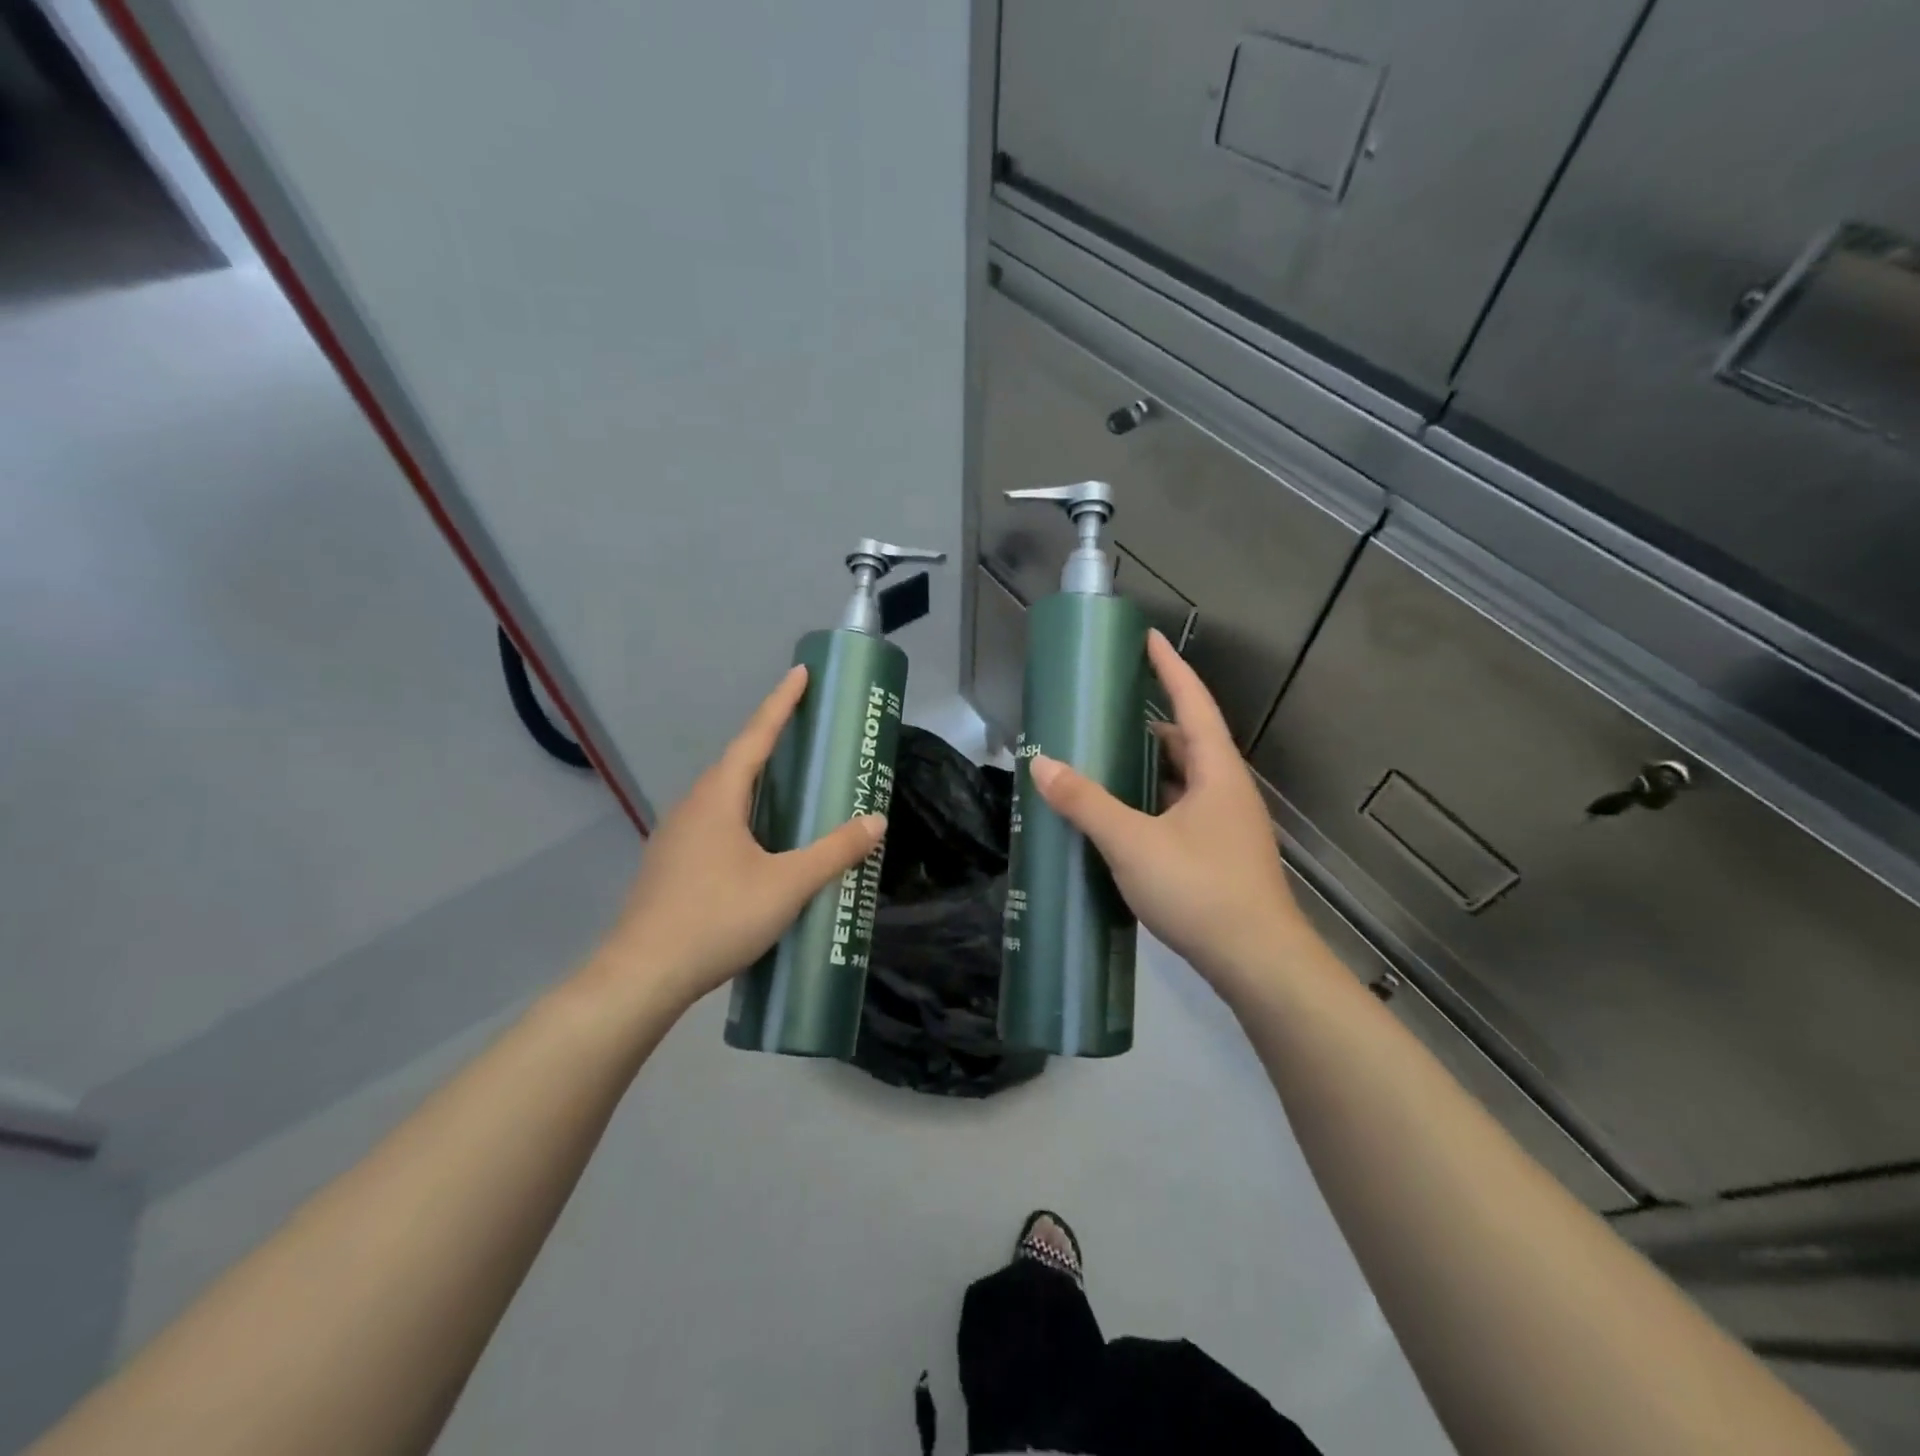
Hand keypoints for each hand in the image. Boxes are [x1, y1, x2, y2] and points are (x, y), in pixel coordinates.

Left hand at [596, 665, 885, 1010]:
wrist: (642, 975)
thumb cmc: (717, 918)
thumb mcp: (787, 885)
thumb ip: (834, 852)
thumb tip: (876, 820)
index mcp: (718, 798)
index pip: (756, 737)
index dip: (781, 703)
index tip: (800, 673)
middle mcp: (692, 806)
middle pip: (737, 762)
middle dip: (770, 741)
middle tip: (805, 731)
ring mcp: (675, 836)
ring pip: (722, 796)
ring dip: (754, 781)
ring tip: (787, 785)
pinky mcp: (670, 865)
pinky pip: (713, 822)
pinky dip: (741, 814)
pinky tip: (757, 843)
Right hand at [1028, 630, 1311, 1001]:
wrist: (1259, 963)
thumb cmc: (1200, 890)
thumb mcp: (1133, 843)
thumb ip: (1087, 803)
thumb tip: (1042, 765)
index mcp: (1216, 771)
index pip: (1192, 702)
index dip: (1169, 667)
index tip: (1147, 638)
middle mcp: (1227, 790)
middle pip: (1188, 740)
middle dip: (1150, 720)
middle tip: (1107, 710)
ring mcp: (1227, 825)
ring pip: (1185, 779)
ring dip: (1150, 765)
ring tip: (1106, 760)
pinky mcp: (1220, 855)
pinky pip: (1182, 810)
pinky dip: (1152, 801)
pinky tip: (1124, 818)